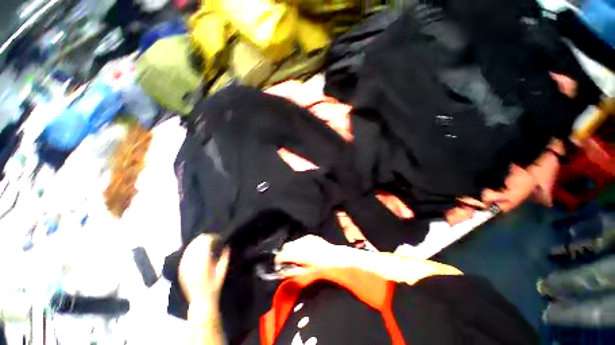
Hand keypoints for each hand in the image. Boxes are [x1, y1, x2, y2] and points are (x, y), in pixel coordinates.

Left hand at [179, 234, 229, 305]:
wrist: (201, 301)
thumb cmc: (214, 287)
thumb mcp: (222, 272)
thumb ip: (225, 258)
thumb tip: (227, 246)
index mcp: (203, 264)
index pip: (204, 245)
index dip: (210, 238)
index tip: (216, 237)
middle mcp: (192, 265)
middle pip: (195, 245)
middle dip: (202, 239)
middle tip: (210, 237)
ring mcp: (185, 268)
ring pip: (188, 250)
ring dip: (195, 243)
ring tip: (202, 240)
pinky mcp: (181, 272)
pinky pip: (184, 257)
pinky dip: (189, 251)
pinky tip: (193, 249)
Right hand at [275, 235, 347, 270]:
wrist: (333, 259)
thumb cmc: (320, 270)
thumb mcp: (305, 276)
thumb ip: (291, 274)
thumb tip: (281, 273)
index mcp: (299, 255)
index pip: (282, 255)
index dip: (278, 261)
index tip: (279, 266)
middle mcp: (301, 244)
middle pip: (286, 246)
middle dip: (284, 253)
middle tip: (288, 261)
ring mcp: (306, 239)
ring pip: (293, 242)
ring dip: (292, 249)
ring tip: (298, 256)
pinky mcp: (311, 236)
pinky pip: (301, 240)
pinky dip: (300, 245)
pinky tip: (306, 251)